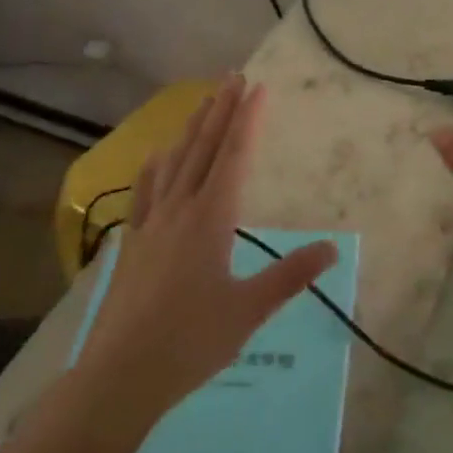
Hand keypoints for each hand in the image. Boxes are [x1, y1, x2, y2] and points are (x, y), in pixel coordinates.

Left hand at [76, 75, 337, 428]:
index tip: (258, 87)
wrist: (119, 376)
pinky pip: (145, 191)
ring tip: (203, 100)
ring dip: (192, 128)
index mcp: (211, 219)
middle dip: (220, 110)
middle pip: (203, 148)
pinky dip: (155, 167)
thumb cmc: (190, 342)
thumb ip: (290, 275)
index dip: (247, 119)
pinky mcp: (132, 242)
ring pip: (175, 162)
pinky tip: (157, 155)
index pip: (234, 156)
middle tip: (233, 76)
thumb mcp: (249, 311)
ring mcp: (151, 223)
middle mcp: (180, 209)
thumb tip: (333, 248)